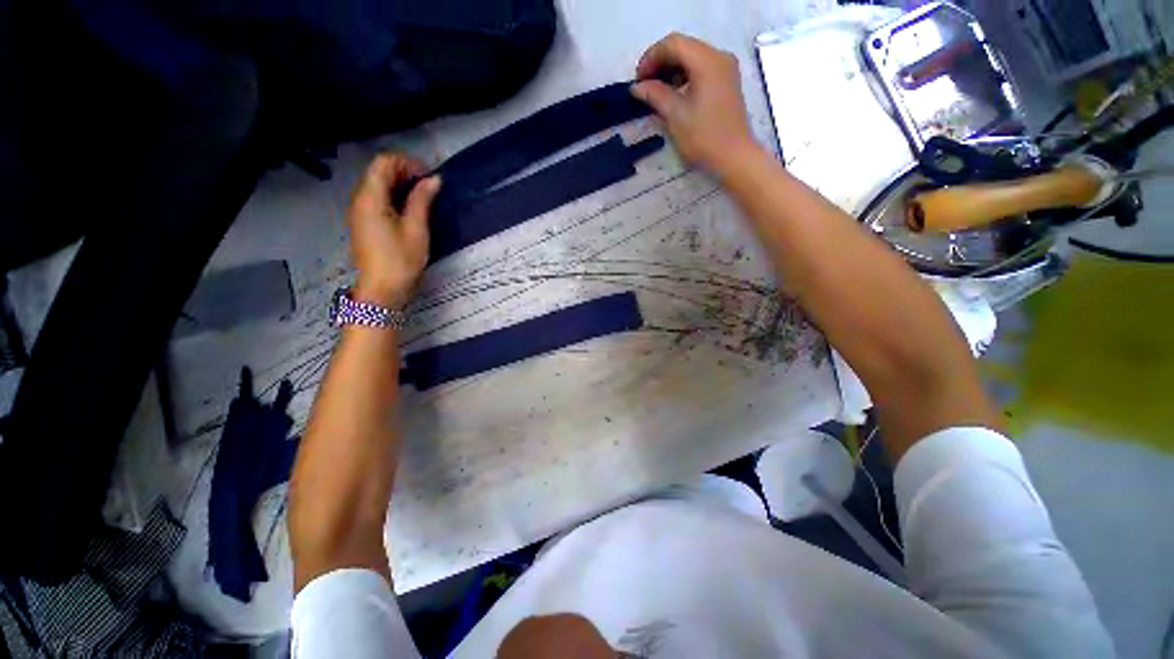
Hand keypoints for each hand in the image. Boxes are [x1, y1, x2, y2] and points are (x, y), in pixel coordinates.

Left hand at [346, 153, 440, 308]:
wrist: (382, 290)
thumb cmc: (401, 261)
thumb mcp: (416, 229)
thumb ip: (422, 200)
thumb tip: (433, 179)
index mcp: (370, 198)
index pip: (384, 162)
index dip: (407, 162)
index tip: (429, 176)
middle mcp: (360, 199)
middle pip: (379, 171)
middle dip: (405, 172)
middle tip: (430, 185)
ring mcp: (359, 211)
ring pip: (378, 185)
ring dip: (401, 184)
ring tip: (424, 197)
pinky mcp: (364, 223)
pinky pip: (377, 199)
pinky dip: (394, 196)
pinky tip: (411, 209)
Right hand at [631, 33, 759, 173]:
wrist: (733, 157)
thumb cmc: (704, 137)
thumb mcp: (675, 116)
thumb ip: (655, 95)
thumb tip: (637, 87)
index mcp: (707, 61)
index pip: (673, 44)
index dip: (651, 57)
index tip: (638, 80)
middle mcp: (719, 56)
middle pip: (683, 47)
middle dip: (660, 62)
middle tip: (644, 85)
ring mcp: (725, 68)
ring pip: (692, 57)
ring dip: (671, 69)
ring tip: (656, 91)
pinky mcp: (726, 81)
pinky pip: (701, 68)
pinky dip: (684, 76)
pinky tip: (674, 93)